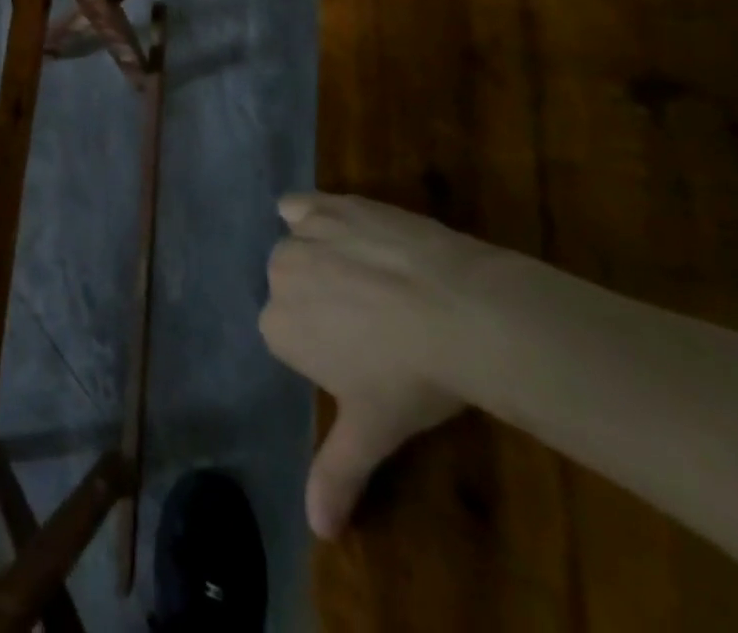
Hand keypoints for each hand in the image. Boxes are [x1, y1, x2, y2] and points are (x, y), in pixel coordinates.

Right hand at [260, 193, 495, 537]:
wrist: (460, 311)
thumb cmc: (412, 378)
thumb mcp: (375, 431)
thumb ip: (338, 474)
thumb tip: (318, 533)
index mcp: (277, 327)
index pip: (289, 336)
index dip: (326, 348)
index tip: (362, 359)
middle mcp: (277, 275)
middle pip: (292, 288)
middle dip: (322, 302)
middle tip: (373, 323)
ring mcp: (301, 235)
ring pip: (299, 248)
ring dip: (322, 261)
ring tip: (372, 282)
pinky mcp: (327, 204)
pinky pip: (300, 207)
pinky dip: (310, 216)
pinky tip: (336, 230)